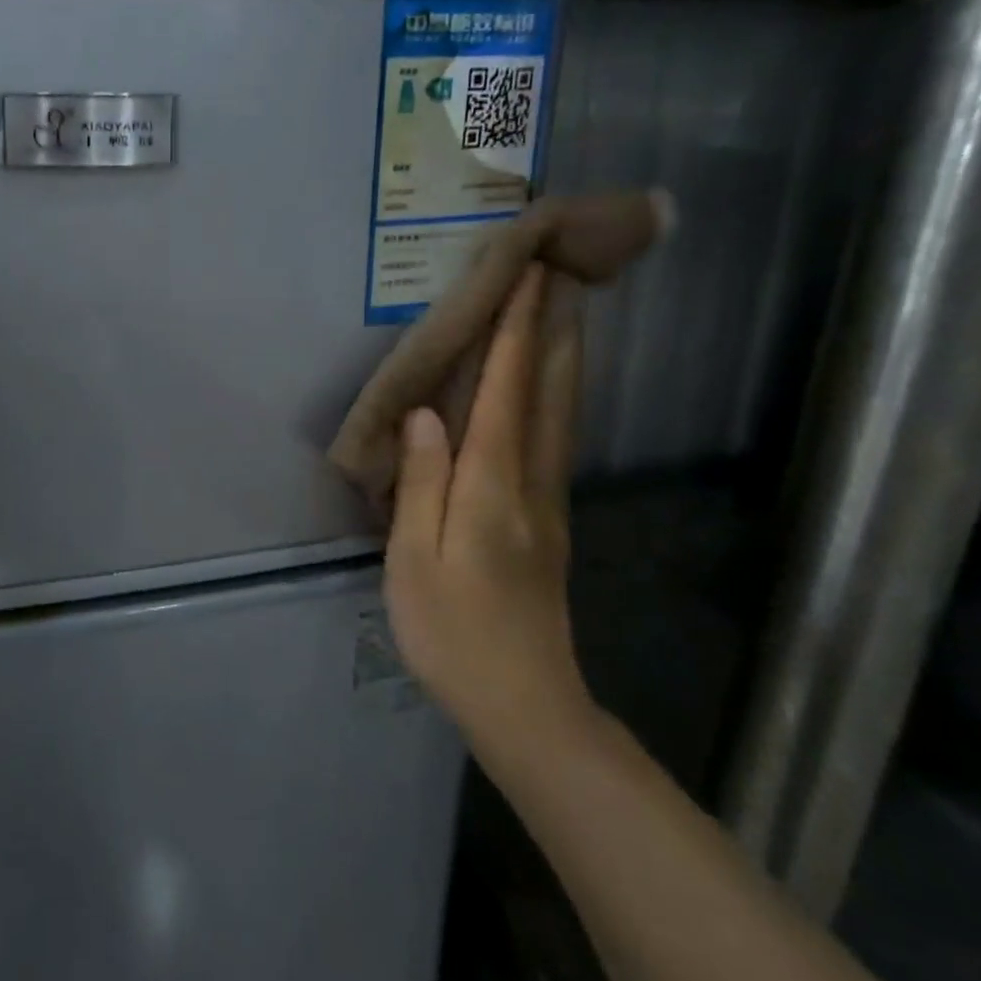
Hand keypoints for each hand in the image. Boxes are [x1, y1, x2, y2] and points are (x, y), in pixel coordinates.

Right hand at [383, 264, 591, 760]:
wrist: (525, 705)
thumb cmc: (452, 634)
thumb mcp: (414, 562)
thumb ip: (421, 484)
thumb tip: (426, 414)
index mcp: (490, 489)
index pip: (505, 394)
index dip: (516, 335)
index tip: (528, 279)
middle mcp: (530, 484)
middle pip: (548, 394)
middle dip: (553, 331)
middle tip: (561, 276)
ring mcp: (548, 503)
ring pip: (561, 415)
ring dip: (563, 358)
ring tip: (566, 313)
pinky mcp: (549, 522)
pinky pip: (556, 440)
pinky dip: (557, 398)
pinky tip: (554, 389)